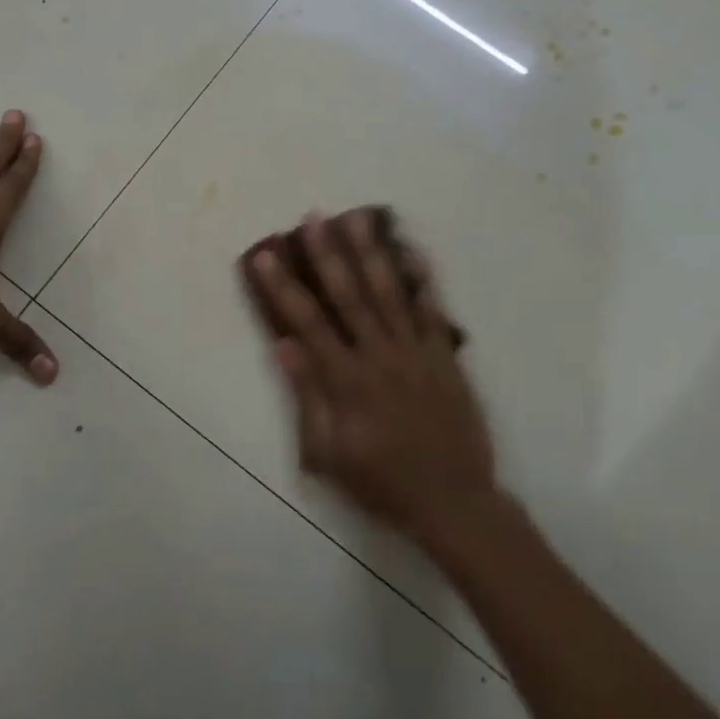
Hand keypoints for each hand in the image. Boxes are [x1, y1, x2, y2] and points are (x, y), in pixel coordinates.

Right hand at [246, 210, 496, 559]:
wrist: (453, 502)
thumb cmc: (382, 482)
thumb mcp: (329, 453)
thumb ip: (308, 395)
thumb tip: (284, 345)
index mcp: (347, 380)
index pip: (308, 322)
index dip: (283, 286)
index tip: (266, 255)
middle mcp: (380, 355)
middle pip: (350, 295)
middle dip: (328, 254)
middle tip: (314, 217)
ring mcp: (415, 353)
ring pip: (390, 293)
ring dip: (371, 253)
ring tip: (358, 218)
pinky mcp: (443, 357)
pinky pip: (432, 312)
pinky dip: (423, 280)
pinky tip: (413, 250)